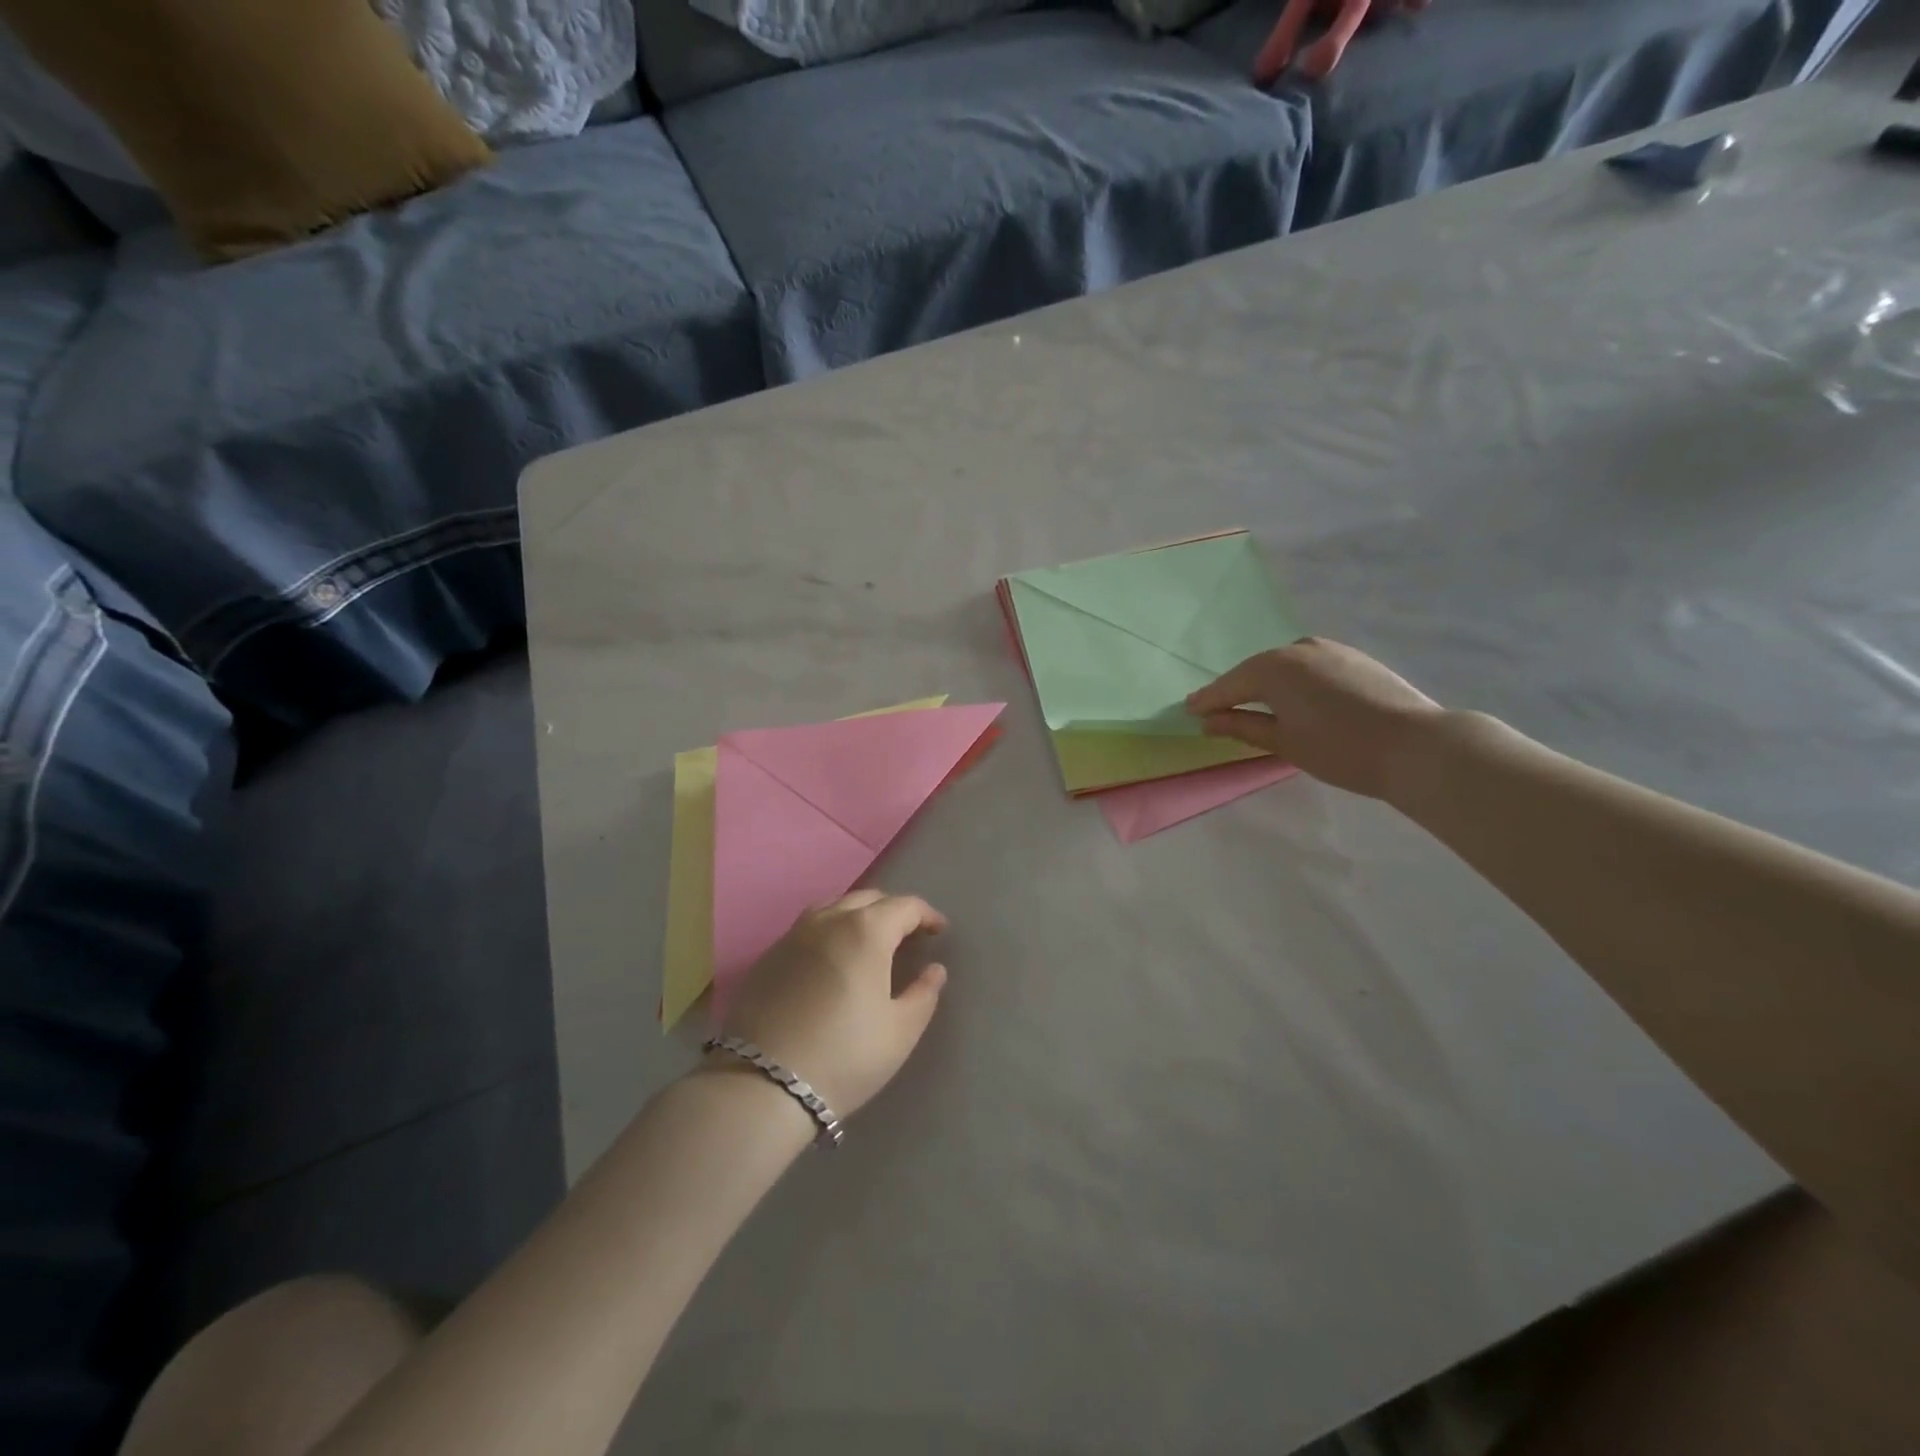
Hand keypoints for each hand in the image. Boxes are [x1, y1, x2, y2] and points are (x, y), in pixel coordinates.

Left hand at [717, 890, 948, 1119]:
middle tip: (908, 935)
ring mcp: (793, 935)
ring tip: (869, 941)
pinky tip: (831, 958)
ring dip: (858, 915)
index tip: (939, 930)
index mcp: (866, 931)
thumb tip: (934, 970)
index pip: (904, 906)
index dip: (927, 915)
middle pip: (868, 899)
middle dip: (893, 911)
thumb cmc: (844, 1055)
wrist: (762, 1084)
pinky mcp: (768, 956)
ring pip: (834, 907)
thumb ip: (923, 994)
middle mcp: (828, 920)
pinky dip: (829, 931)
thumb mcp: (900, 1032)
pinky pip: (807, 928)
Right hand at [1186, 637, 1442, 798]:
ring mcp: (1329, 650)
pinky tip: (1295, 700)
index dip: (1208, 701)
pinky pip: (1309, 667)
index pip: (1229, 685)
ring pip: (1284, 667)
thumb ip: (1242, 727)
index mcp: (1273, 667)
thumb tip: (1210, 721)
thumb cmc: (1339, 749)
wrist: (1417, 745)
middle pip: (1256, 672)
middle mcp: (1298, 648)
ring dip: (1266, 686)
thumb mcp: (1283, 742)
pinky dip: (1294, 682)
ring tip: (1255, 707)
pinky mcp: (1354, 658)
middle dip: (1236, 691)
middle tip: (1217, 711)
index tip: (1188, 711)